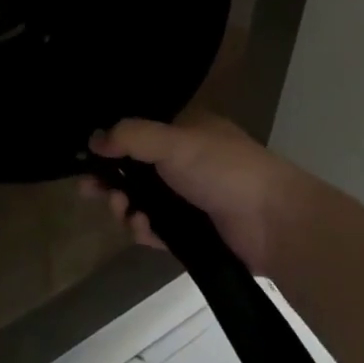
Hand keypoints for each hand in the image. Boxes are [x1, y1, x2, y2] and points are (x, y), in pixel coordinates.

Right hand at [83, 113, 318, 276]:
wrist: (276, 223)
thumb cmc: (225, 170)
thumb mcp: (174, 143)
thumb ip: (131, 136)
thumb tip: (94, 138)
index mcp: (186, 131)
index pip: (139, 132)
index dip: (111, 144)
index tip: (88, 158)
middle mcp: (186, 161)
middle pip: (135, 169)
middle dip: (112, 181)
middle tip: (90, 191)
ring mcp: (190, 198)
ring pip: (143, 201)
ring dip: (127, 207)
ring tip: (125, 214)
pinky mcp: (194, 231)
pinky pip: (158, 229)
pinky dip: (145, 229)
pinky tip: (143, 231)